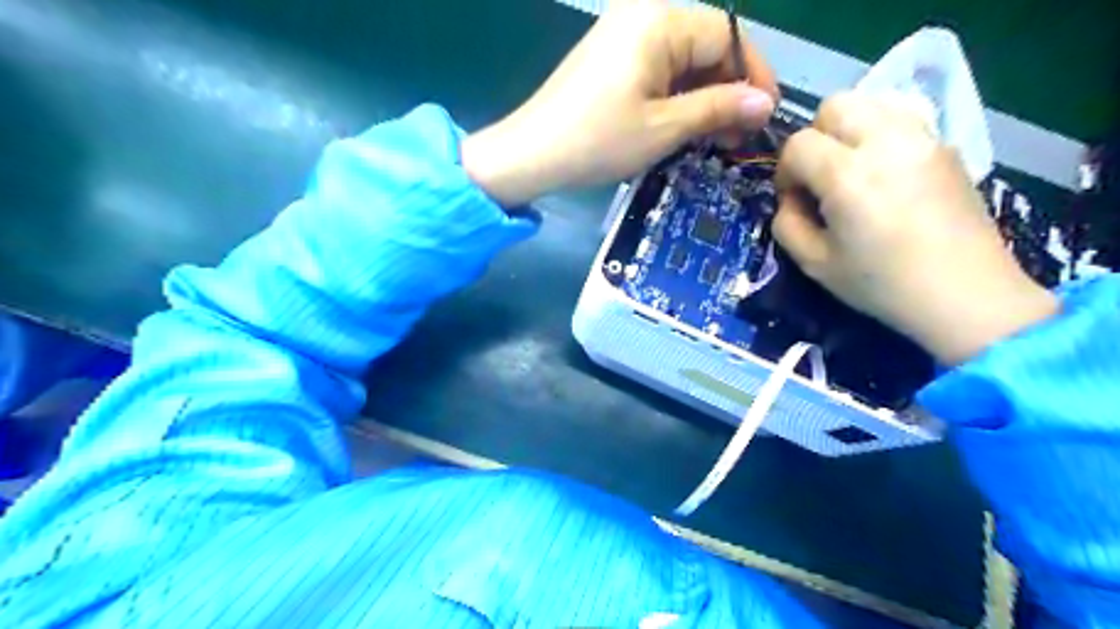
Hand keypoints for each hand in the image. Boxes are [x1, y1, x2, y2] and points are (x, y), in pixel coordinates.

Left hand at [460, 1, 774, 204]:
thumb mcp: (665, 127)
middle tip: (739, 137)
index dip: (753, 76)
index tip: (765, 117)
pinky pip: (659, 70)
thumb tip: (765, 104)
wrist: (531, 154)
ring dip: (704, 98)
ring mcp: (624, 34)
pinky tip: (685, 127)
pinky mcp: (612, 57)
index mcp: (660, 19)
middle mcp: (644, 14)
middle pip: (707, 47)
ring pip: (684, 61)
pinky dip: (677, 98)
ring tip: (715, 140)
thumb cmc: (598, 140)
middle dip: (728, 91)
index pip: (727, 36)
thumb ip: (719, 109)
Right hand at [777, 93, 1056, 365]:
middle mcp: (886, 143)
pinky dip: (882, 130)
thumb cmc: (881, 284)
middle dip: (815, 138)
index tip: (794, 199)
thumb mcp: (814, 264)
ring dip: (849, 129)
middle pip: (834, 106)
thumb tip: (790, 198)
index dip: (785, 172)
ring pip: (872, 101)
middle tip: (820, 176)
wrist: (964, 294)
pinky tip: (884, 167)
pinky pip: (903, 115)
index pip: (798, 144)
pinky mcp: (946, 144)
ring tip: (852, 167)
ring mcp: (923, 138)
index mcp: (848, 176)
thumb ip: (786, 223)